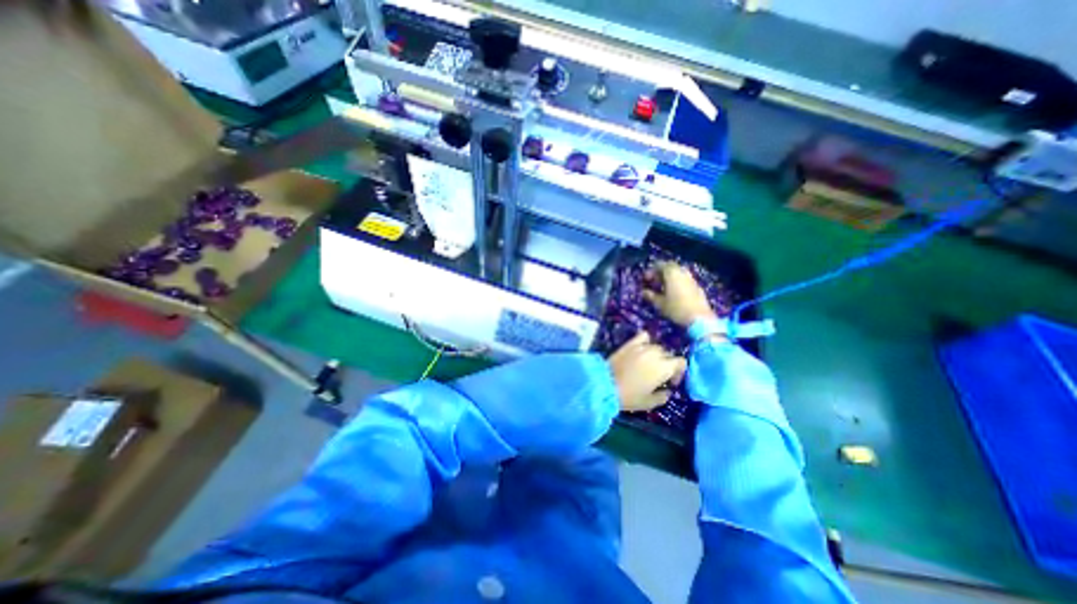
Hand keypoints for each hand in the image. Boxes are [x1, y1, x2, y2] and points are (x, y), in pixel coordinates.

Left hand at [609, 331, 684, 410]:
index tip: (671, 382)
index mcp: (664, 368)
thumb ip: (663, 396)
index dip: (679, 372)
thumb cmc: (629, 396)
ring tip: (649, 364)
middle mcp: (655, 354)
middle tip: (658, 375)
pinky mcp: (630, 343)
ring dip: (656, 354)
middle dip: (667, 364)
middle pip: (668, 354)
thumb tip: (667, 391)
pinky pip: (643, 336)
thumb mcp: (650, 402)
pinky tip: (643, 348)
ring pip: (656, 346)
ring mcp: (642, 347)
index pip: (681, 362)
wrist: (605, 385)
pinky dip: (646, 341)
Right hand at [642, 260, 716, 326]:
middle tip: (654, 282)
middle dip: (661, 273)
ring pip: (678, 273)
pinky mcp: (697, 286)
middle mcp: (682, 272)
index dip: (651, 271)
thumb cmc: (676, 309)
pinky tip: (674, 293)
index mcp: (672, 273)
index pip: (659, 265)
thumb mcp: (659, 303)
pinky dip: (677, 282)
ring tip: (663, 288)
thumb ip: (650, 295)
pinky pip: (684, 279)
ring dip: (670, 277)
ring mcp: (691, 278)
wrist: (700, 318)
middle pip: (670, 267)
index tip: (645, 280)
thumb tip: (643, 291)